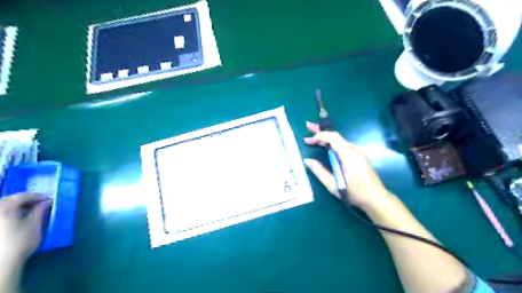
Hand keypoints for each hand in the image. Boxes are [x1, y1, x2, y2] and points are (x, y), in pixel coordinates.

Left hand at [0, 194, 50, 266]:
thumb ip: (40, 211)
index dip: (37, 196)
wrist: (1, 264)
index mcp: (5, 209)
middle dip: (24, 201)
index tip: (49, 199)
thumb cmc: (20, 243)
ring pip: (3, 208)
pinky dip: (8, 214)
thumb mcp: (34, 225)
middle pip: (8, 200)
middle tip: (39, 204)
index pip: (22, 196)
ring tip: (27, 212)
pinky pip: (1, 215)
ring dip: (15, 207)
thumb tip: (46, 202)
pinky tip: (15, 220)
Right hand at [302, 122, 391, 210]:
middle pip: (336, 136)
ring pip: (339, 141)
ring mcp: (358, 153)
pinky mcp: (359, 157)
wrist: (376, 199)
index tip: (309, 140)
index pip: (334, 138)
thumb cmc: (355, 193)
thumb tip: (307, 161)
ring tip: (312, 138)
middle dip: (321, 130)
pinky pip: (343, 146)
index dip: (320, 136)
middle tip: (308, 125)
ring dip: (326, 138)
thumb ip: (319, 171)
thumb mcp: (333, 185)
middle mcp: (355, 150)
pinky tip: (325, 146)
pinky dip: (332, 144)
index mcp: (349, 156)